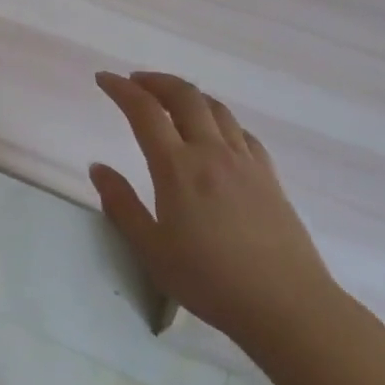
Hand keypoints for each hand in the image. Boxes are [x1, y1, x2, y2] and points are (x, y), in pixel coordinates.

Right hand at [91, 71, 339, 349]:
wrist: (286, 305)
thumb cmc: (209, 281)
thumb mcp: (151, 249)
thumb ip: (121, 204)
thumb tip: (98, 168)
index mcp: (177, 168)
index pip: (144, 111)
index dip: (121, 89)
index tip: (104, 78)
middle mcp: (211, 152)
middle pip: (184, 96)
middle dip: (156, 81)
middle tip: (135, 81)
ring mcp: (245, 161)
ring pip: (216, 108)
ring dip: (188, 94)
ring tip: (171, 99)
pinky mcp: (269, 176)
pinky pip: (241, 132)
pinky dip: (219, 119)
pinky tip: (215, 133)